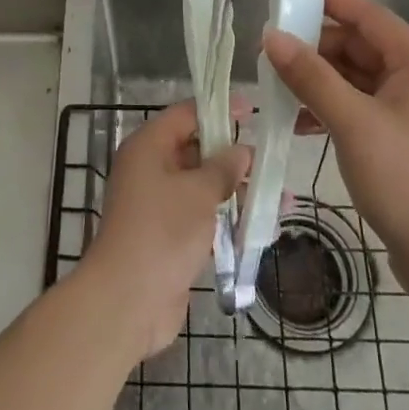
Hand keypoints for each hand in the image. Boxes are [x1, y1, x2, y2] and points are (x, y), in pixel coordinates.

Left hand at [79, 101, 250, 361]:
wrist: (128, 300)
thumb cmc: (162, 231)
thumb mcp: (198, 192)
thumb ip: (223, 168)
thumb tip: (241, 151)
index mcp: (149, 147)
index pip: (186, 115)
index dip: (219, 109)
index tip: (254, 110)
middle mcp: (150, 169)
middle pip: (196, 150)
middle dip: (234, 156)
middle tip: (272, 159)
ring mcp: (158, 204)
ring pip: (202, 186)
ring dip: (237, 191)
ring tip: (280, 198)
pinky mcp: (168, 235)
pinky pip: (201, 215)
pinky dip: (227, 218)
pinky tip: (260, 226)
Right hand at [263, 0, 408, 289]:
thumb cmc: (405, 180)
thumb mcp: (352, 122)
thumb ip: (310, 76)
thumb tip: (271, 36)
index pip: (369, 16)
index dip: (329, 3)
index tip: (286, 0)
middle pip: (360, 46)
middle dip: (316, 48)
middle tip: (271, 54)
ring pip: (356, 78)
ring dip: (319, 80)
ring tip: (276, 87)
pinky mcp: (402, 137)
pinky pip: (360, 106)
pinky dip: (331, 107)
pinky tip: (299, 121)